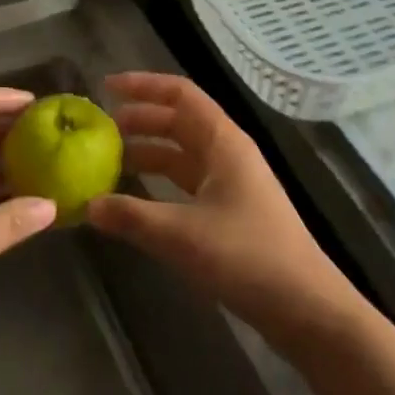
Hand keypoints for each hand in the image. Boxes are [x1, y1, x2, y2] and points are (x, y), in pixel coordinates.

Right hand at [87, 72, 363, 353]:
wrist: (307, 309)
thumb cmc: (247, 257)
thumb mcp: (182, 235)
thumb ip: (132, 216)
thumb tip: (88, 204)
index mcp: (223, 141)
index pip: (180, 94)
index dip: (143, 85)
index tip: (107, 87)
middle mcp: (228, 153)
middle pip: (180, 121)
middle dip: (141, 119)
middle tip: (102, 129)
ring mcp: (233, 183)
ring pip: (184, 153)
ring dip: (150, 151)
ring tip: (112, 160)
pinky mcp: (233, 212)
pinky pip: (189, 182)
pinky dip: (162, 182)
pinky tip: (139, 198)